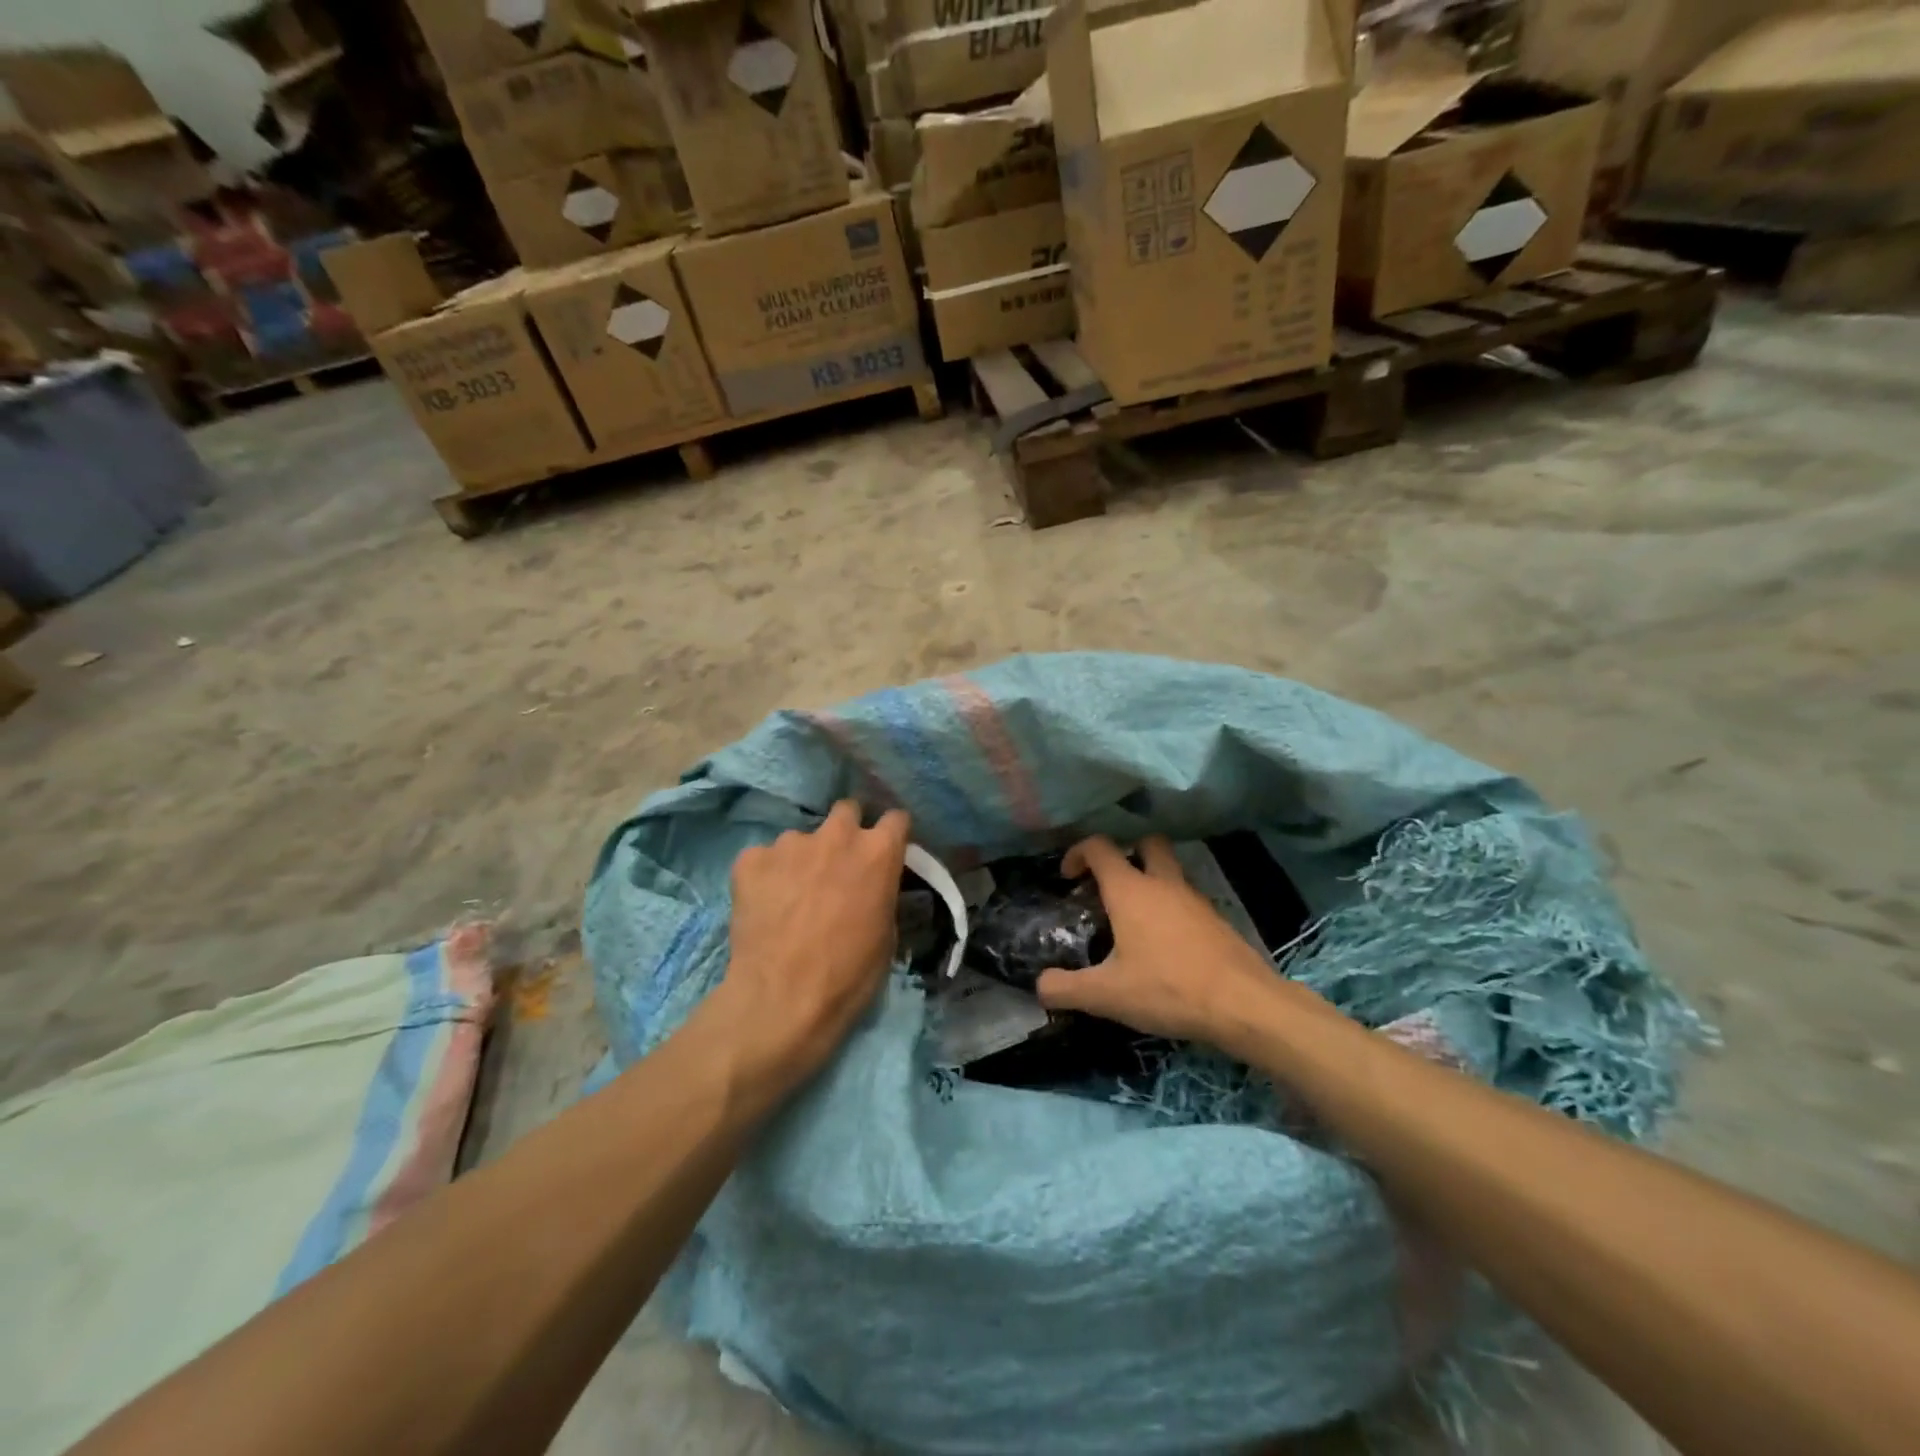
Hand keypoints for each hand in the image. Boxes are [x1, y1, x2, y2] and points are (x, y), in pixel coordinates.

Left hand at [714, 800, 910, 1087]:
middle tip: (838, 864)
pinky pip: (763, 858)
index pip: (896, 818)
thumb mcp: (886, 934)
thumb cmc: (849, 975)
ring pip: (800, 838)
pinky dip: (765, 875)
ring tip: (790, 895)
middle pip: (846, 810)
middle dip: (846, 830)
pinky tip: (762, 904)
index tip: (886, 850)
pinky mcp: (751, 859)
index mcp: (878, 852)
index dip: (891, 834)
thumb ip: (881, 892)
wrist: (782, 999)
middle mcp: (837, 835)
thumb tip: (872, 885)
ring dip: (802, 858)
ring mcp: (790, 843)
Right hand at [1036, 836, 1311, 1051]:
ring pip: (1170, 871)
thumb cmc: (1168, 989)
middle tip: (1109, 885)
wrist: (1244, 1005)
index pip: (1100, 847)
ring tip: (1133, 921)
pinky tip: (1165, 945)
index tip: (1067, 877)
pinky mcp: (1217, 920)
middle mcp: (1163, 884)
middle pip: (1145, 843)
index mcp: (1131, 890)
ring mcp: (1195, 900)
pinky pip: (1187, 900)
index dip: (1078, 853)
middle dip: (1125, 853)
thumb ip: (1065, 989)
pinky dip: (1171, 909)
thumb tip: (1040, 987)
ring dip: (1150, 882)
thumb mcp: (1106, 995)